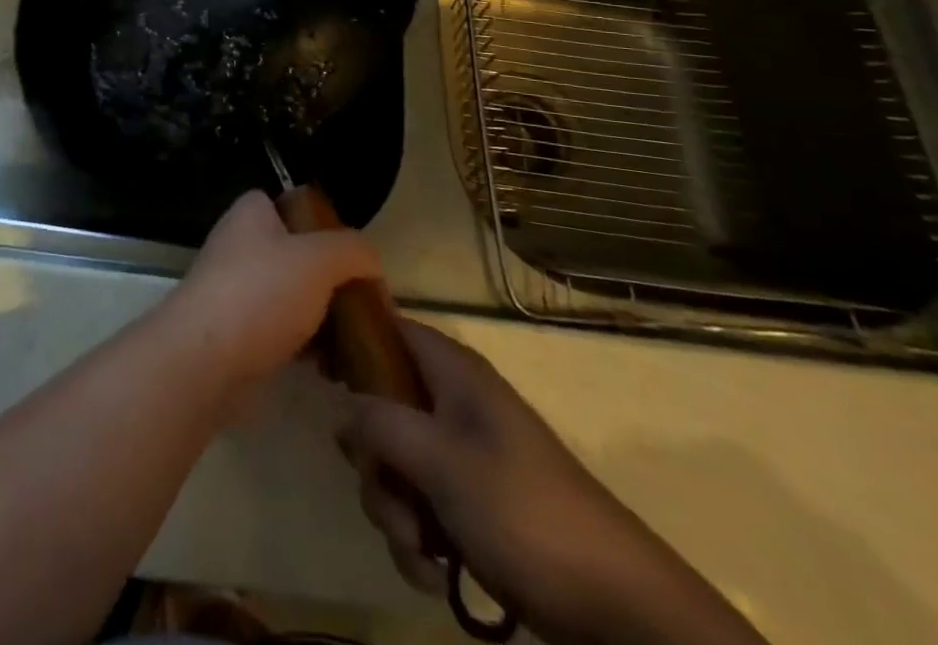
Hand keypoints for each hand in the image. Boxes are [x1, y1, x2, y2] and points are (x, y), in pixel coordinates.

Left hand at [162, 190, 381, 395]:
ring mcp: (236, 290)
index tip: (355, 256)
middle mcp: (240, 245)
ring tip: (357, 342)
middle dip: (332, 280)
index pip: (293, 205)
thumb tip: (371, 262)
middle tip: (365, 306)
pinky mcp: (237, 333)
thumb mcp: (319, 259)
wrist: (206, 360)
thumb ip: (352, 250)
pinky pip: (283, 332)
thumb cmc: (261, 293)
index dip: (326, 226)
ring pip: (293, 296)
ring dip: (324, 318)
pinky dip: (307, 347)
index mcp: (251, 214)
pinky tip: (333, 367)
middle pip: (298, 255)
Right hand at [339, 321, 765, 644]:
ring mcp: (462, 457)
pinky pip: (419, 507)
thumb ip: (378, 422)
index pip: (387, 327)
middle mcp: (453, 404)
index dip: (350, 340)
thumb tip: (341, 410)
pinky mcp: (472, 506)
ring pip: (395, 465)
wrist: (619, 610)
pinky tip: (434, 571)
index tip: (318, 372)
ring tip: (420, 548)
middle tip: (387, 492)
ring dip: (393, 511)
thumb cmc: (524, 511)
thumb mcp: (440, 460)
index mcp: (452, 373)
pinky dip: (417, 539)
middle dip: (374, 462)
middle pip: (380, 407)